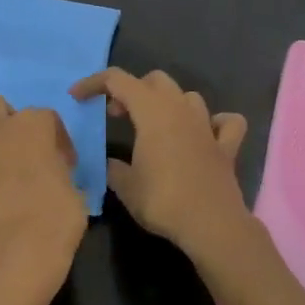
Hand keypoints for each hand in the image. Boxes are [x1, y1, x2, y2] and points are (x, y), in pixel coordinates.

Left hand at [0, 93, 87, 302]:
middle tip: (10, 148)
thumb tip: (52, 173)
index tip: (60, 162)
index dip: (54, 138)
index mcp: (33, 127)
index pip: (46, 117)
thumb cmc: (57, 220)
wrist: (18, 252)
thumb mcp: (74, 189)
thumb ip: (60, 171)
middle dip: (1, 120)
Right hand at [69, 68, 249, 256]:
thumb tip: (111, 164)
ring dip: (169, 103)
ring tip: (155, 126)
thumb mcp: (126, 187)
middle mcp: (180, 109)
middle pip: (155, 80)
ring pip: (188, 96)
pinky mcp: (226, 146)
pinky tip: (206, 134)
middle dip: (133, 90)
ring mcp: (207, 125)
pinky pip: (225, 122)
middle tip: (117, 115)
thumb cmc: (163, 200)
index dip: (94, 83)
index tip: (77, 97)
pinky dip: (214, 123)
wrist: (211, 224)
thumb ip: (114, 169)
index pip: (118, 80)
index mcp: (152, 111)